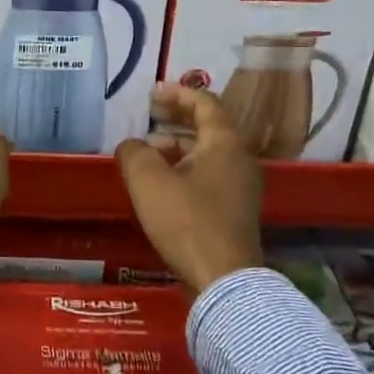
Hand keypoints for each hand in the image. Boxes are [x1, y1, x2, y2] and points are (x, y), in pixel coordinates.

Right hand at [115, 84, 263, 294]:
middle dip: (175, 118)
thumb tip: (132, 146)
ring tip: (147, 152)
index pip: (204, 102)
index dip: (177, 93)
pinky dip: (185, 167)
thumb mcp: (148, 180)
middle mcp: (239, 158)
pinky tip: (161, 183)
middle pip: (208, 126)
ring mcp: (241, 186)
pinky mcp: (235, 210)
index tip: (151, 94)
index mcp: (225, 142)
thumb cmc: (187, 221)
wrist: (223, 280)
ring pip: (207, 152)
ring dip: (178, 145)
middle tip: (148, 116)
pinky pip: (209, 174)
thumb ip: (134, 152)